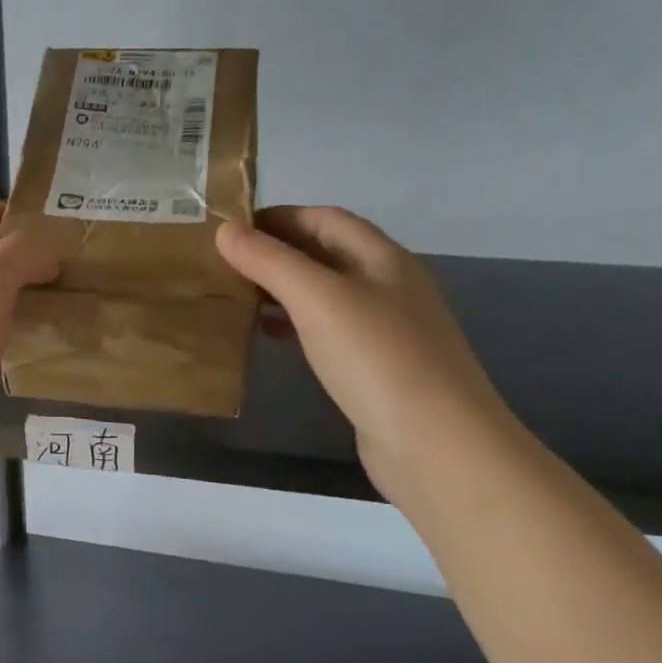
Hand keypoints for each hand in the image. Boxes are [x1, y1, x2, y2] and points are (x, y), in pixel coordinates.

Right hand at [216, 207, 516, 495]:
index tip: (230, 230)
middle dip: (276, 252)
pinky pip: (329, 330)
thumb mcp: (318, 300)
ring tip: (238, 297)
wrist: (437, 444)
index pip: (325, 219)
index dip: (278, 218)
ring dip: (283, 289)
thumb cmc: (377, 358)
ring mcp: (386, 329)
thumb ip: (271, 262)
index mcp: (383, 258)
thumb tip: (224, 230)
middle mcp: (389, 286)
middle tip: (225, 264)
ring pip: (326, 294)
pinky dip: (296, 325)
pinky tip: (272, 338)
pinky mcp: (377, 368)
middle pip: (326, 254)